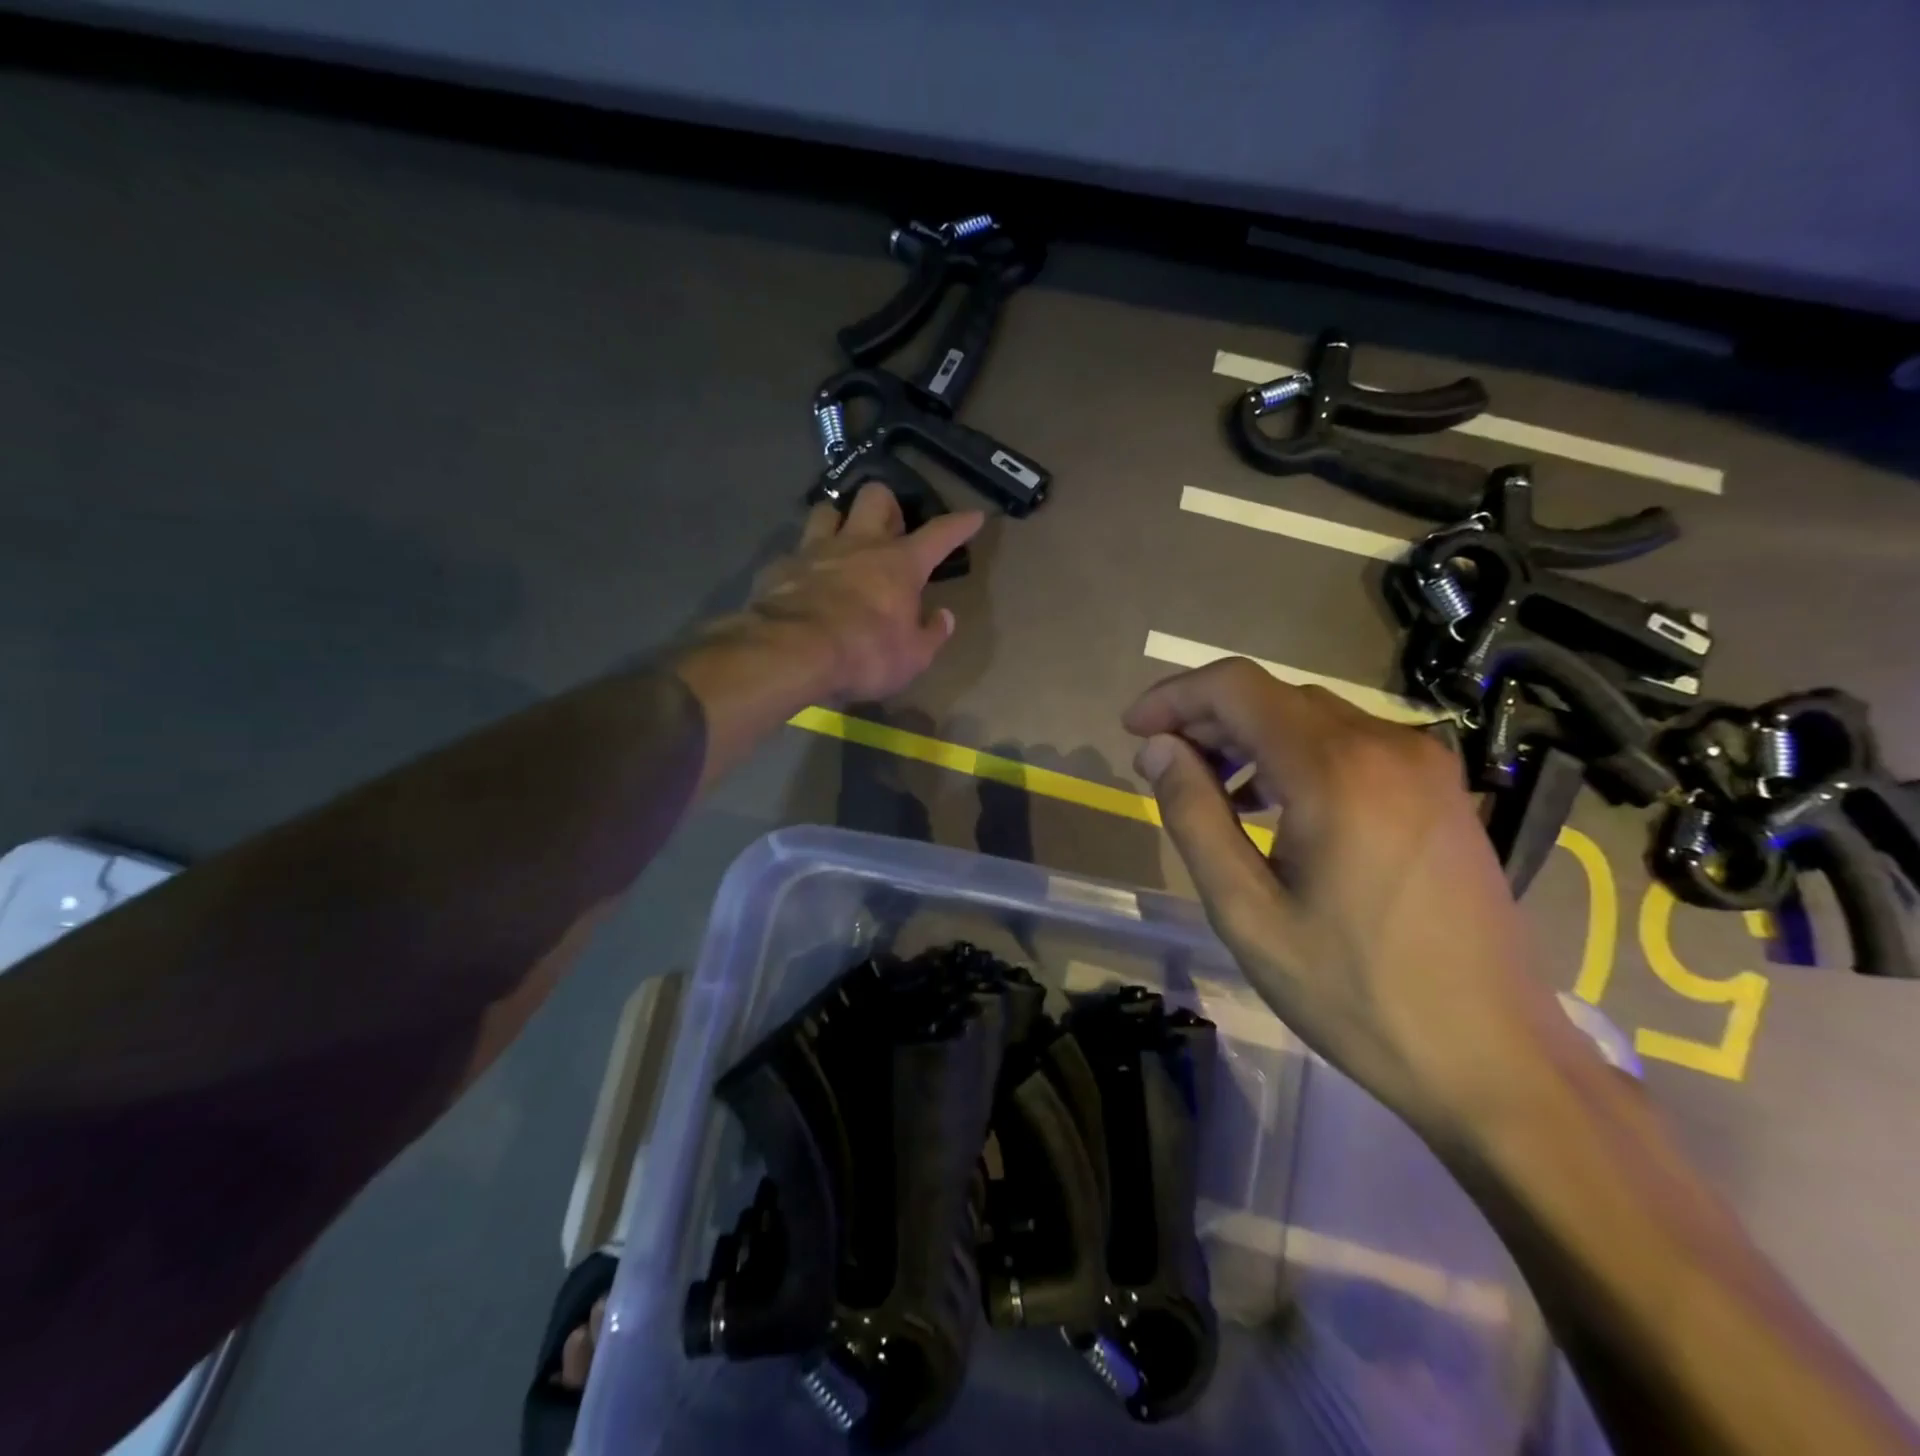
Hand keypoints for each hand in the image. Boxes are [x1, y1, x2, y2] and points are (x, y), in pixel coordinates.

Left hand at [745, 486, 983, 702]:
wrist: (792, 652)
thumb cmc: (865, 654)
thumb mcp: (913, 657)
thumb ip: (931, 634)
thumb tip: (944, 617)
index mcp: (900, 564)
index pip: (939, 534)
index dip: (959, 524)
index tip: (973, 515)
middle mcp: (859, 544)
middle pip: (876, 497)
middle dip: (887, 506)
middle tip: (890, 531)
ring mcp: (815, 550)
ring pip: (827, 510)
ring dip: (838, 522)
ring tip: (842, 544)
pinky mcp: (781, 566)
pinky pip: (795, 551)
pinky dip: (804, 562)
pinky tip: (804, 581)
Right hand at [1124, 658, 1582, 1143]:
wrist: (1494, 1058)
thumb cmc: (1356, 992)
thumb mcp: (1247, 911)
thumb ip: (1194, 816)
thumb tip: (1158, 749)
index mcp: (1336, 769)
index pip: (1235, 687)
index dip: (1174, 697)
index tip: (1133, 731)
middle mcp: (1387, 744)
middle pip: (1273, 696)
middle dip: (1206, 720)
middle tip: (1162, 767)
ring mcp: (1424, 764)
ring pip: (1311, 717)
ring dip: (1249, 739)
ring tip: (1211, 791)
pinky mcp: (1440, 790)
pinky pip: (1350, 745)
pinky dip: (1296, 757)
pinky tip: (1275, 807)